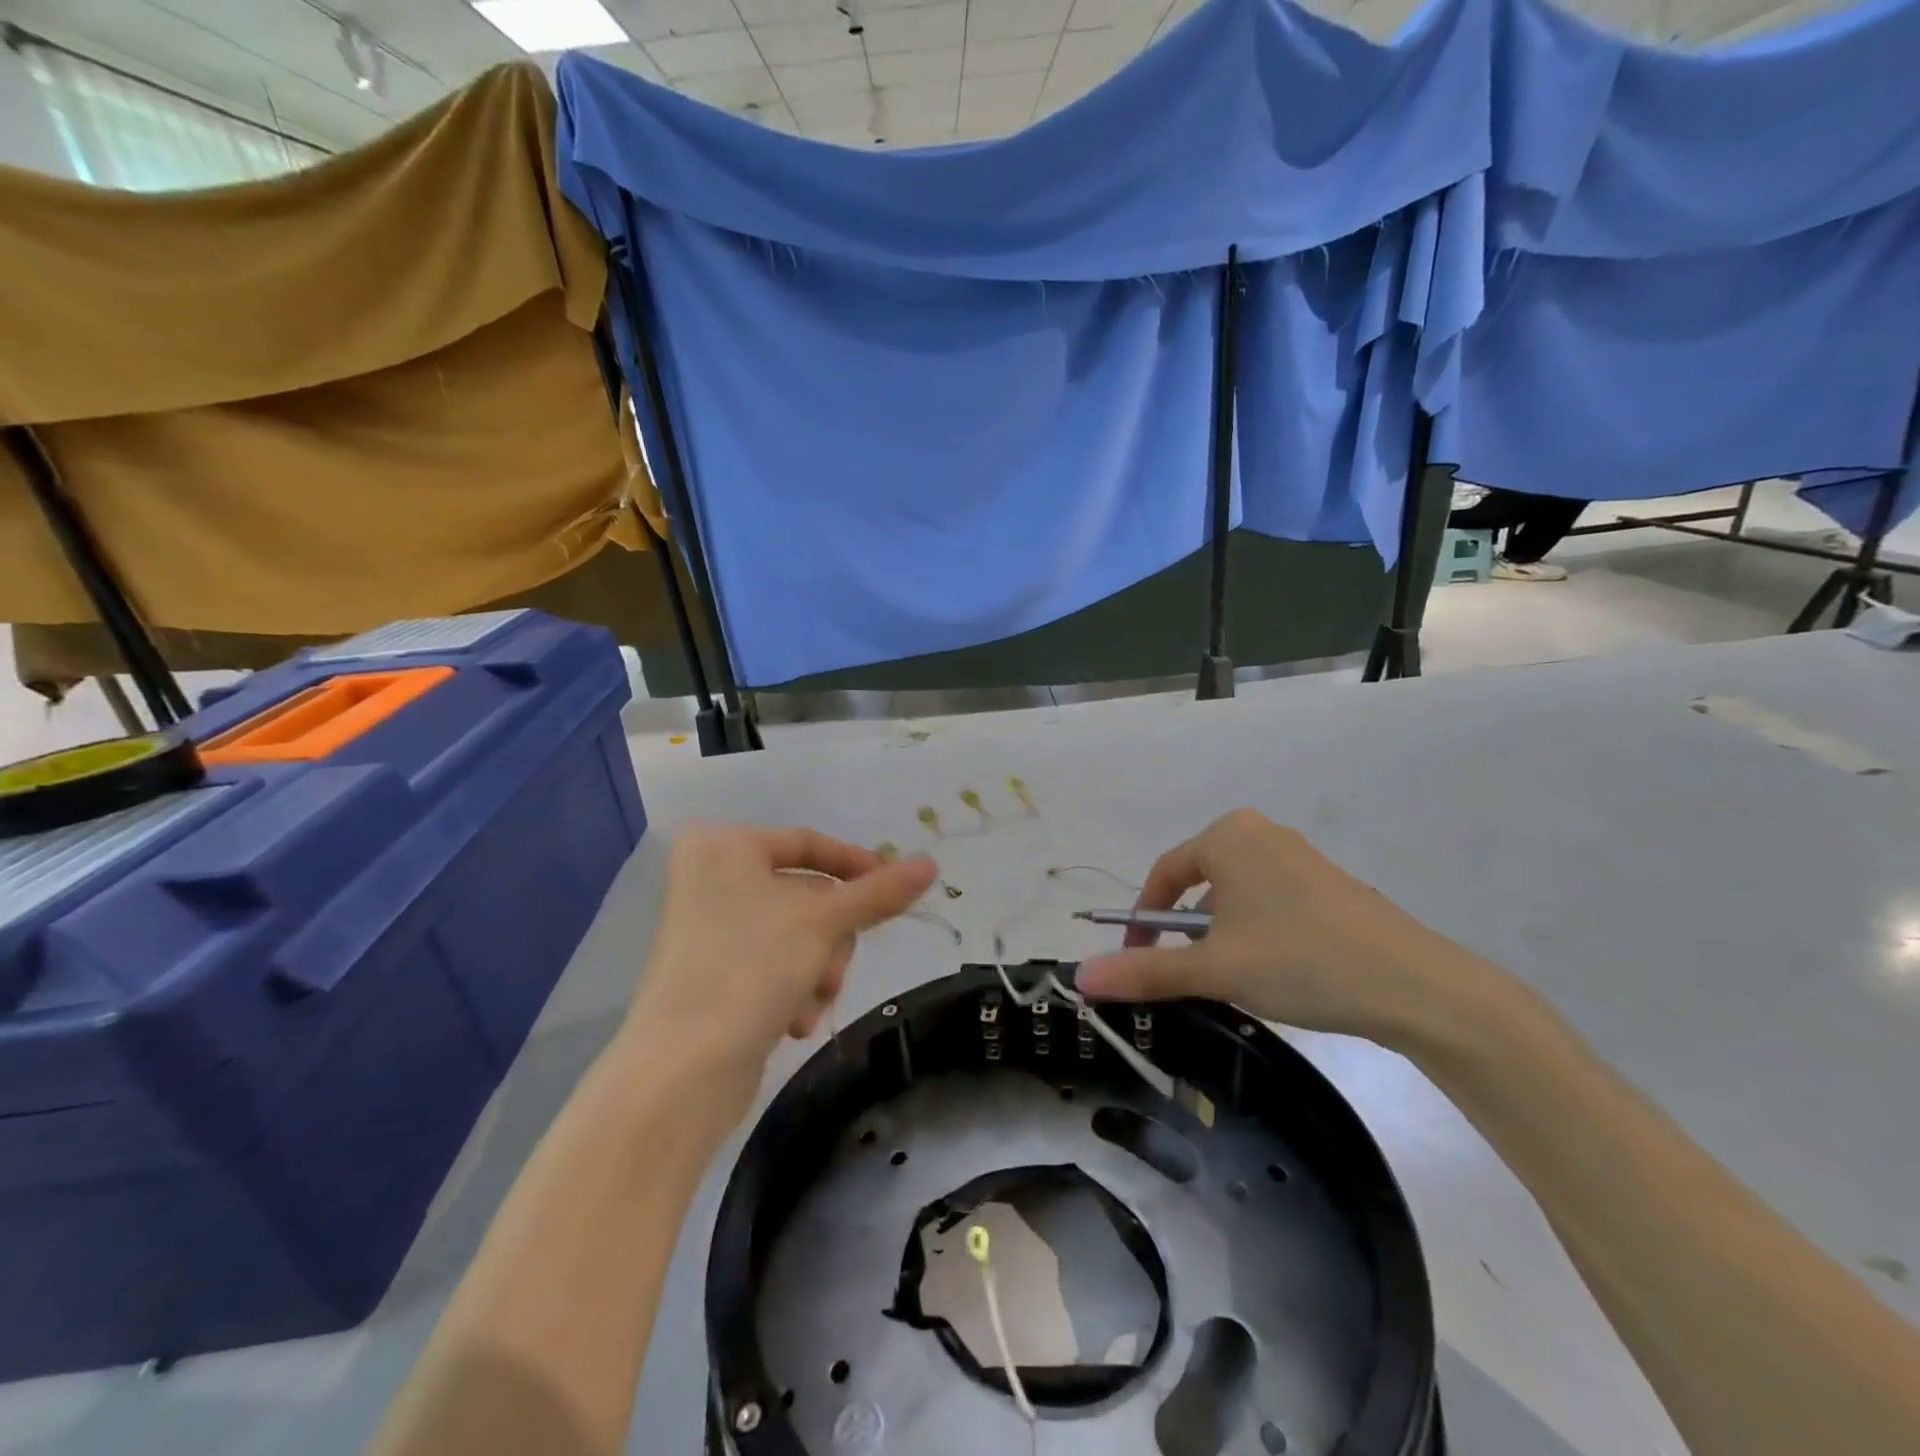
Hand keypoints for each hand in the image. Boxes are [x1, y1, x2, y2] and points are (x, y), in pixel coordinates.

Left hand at [626, 824, 936, 1094]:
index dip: (857, 866)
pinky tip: (793, 1021)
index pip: (808, 843)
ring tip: (812, 1002)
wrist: (681, 1072)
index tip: (896, 890)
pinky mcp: (711, 974)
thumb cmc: (751, 967)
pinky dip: (793, 989)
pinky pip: (773, 964)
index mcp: (724, 847)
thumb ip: (880, 892)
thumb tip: (930, 864)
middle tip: (833, 967)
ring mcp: (709, 928)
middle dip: (832, 938)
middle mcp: (711, 879)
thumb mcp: (824, 922)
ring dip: (818, 969)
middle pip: (806, 895)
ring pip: (797, 935)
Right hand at [1075, 808, 1495, 1050]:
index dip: (1141, 923)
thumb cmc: (1301, 960)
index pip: (1163, 875)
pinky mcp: (1327, 884)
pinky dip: (1253, 932)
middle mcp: (1260, 833)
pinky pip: (1268, 902)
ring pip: (1234, 896)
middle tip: (1184, 976)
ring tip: (1230, 981)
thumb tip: (1080, 978)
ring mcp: (1298, 857)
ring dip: (1219, 935)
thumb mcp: (1216, 968)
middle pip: (1198, 883)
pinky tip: (1272, 972)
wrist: (1418, 986)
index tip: (1135, 966)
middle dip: (1183, 931)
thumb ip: (1146, 972)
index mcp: (1228, 836)